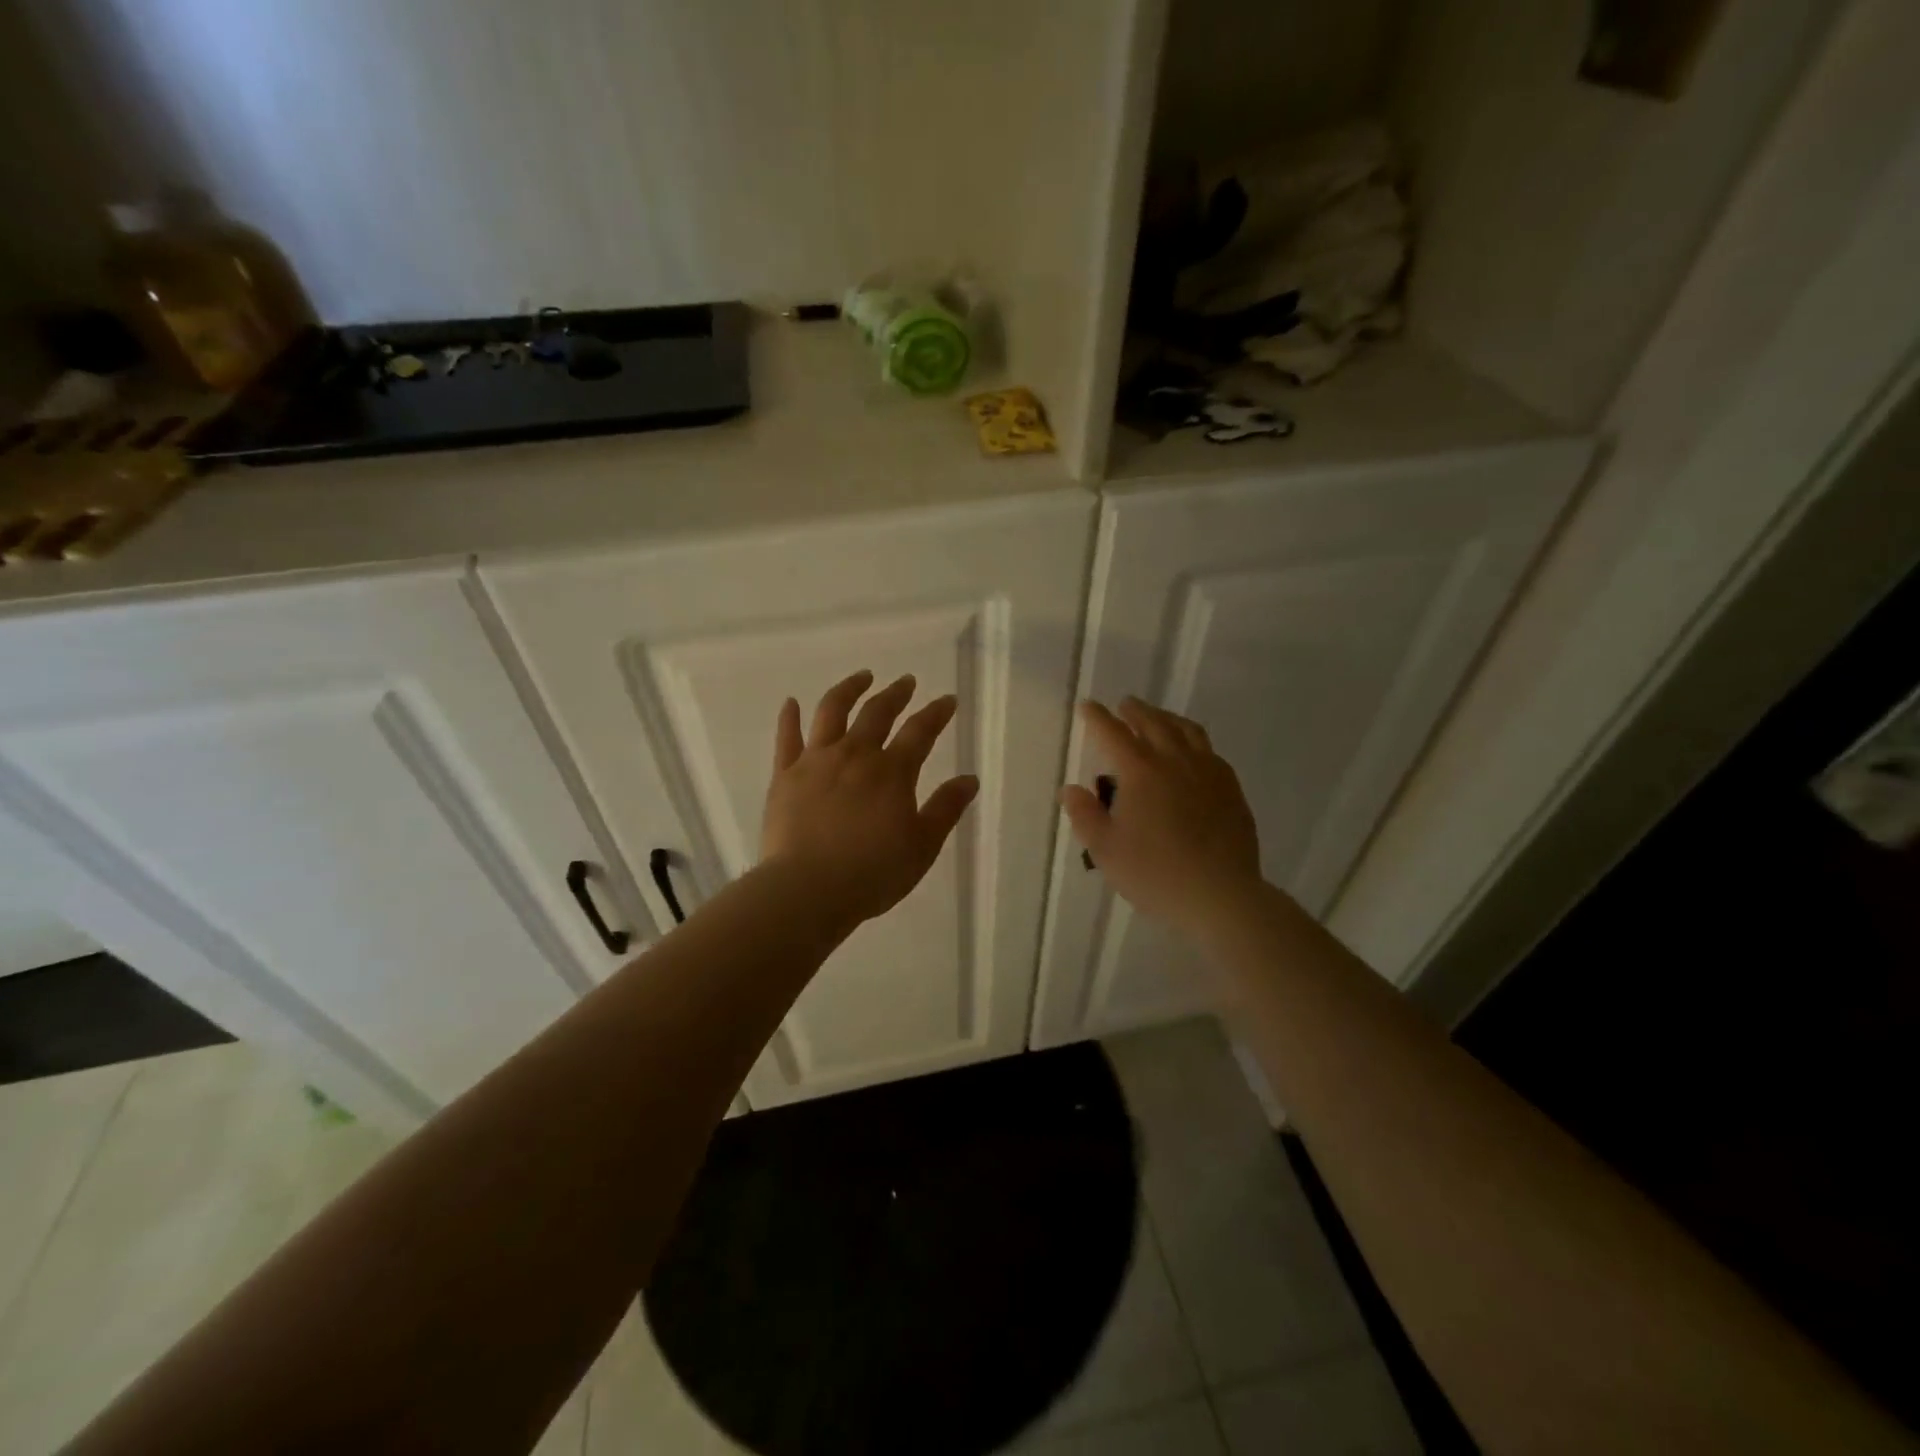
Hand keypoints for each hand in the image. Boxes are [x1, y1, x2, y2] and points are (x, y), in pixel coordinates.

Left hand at [761, 669, 979, 926]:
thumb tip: (970, 779)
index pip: (920, 731)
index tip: (947, 700)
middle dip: (895, 694)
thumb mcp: (922, 846)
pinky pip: (787, 738)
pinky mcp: (784, 775)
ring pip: (832, 712)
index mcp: (892, 772)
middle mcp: (855, 755)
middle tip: (906, 681)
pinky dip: (790, 717)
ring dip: (849, 689)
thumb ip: (945, 809)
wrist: (807, 889)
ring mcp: (816, 761)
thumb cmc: (872, 873)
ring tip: (861, 677)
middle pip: (877, 713)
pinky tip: (791, 702)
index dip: (936, 713)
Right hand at [1060, 698, 1263, 937]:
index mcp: (1141, 771)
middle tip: (1125, 705)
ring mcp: (1208, 772)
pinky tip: (1192, 753)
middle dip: (1136, 711)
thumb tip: (1071, 790)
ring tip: (1158, 719)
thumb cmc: (1155, 873)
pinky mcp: (1231, 789)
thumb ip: (1085, 816)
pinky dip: (1193, 741)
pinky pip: (1210, 752)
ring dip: (1167, 719)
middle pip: (1154, 723)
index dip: (1098, 718)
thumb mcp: (1106, 850)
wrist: (1220, 895)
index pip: (1114, 733)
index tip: (1088, 706)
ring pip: (1187, 731)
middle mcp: (1175, 761)